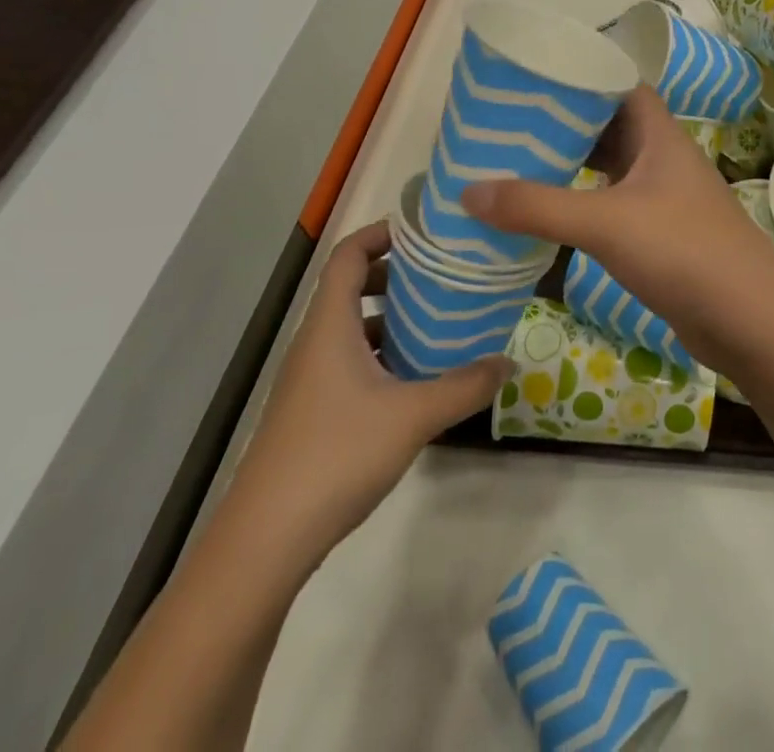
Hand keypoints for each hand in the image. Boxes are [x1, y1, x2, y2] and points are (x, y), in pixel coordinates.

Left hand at [231, 223, 509, 573]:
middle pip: (350, 286)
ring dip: (390, 316)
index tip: (426, 233)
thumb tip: (508, 362)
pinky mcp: (311, 411)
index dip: (382, 233)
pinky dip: (380, 352)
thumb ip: (465, 386)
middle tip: (443, 276)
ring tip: (437, 321)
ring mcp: (309, 379)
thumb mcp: (413, 416)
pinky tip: (414, 377)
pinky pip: (348, 360)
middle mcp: (315, 342)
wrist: (265, 541)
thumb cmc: (337, 455)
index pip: (348, 254)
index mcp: (330, 325)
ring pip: (350, 327)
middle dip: (396, 274)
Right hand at [462, 87, 773, 365]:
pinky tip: (552, 216)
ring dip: (573, 165)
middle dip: (567, 123)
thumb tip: (468, 191)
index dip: (584, 75)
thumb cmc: (684, 252)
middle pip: (610, 125)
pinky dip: (584, 204)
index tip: (536, 78)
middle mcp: (662, 159)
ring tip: (521, 163)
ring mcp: (665, 198)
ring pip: (612, 168)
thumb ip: (538, 207)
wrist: (751, 321)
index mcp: (658, 135)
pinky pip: (614, 205)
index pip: (621, 85)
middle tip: (514, 123)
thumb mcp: (605, 223)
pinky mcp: (662, 236)